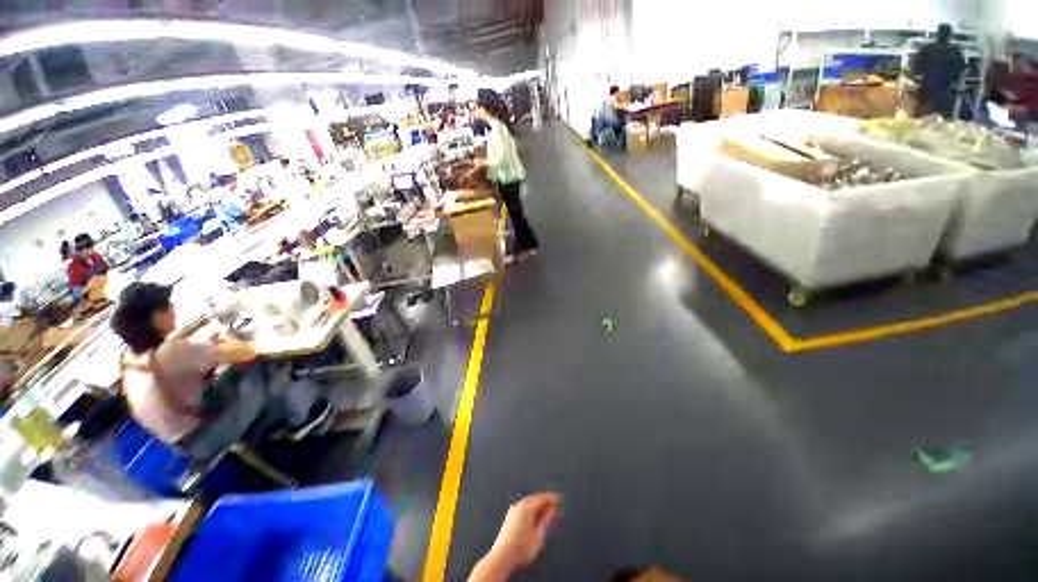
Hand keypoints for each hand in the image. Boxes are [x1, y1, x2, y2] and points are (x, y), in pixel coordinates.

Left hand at [490, 493, 559, 568]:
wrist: (502, 556)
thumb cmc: (522, 546)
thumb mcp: (538, 534)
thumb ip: (546, 520)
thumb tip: (552, 509)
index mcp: (526, 506)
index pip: (541, 498)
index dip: (551, 498)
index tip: (559, 498)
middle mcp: (519, 505)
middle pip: (534, 499)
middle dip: (544, 501)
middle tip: (554, 503)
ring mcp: (513, 511)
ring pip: (528, 503)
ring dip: (538, 505)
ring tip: (546, 510)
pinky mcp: (509, 518)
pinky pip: (523, 508)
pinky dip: (531, 509)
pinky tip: (535, 516)